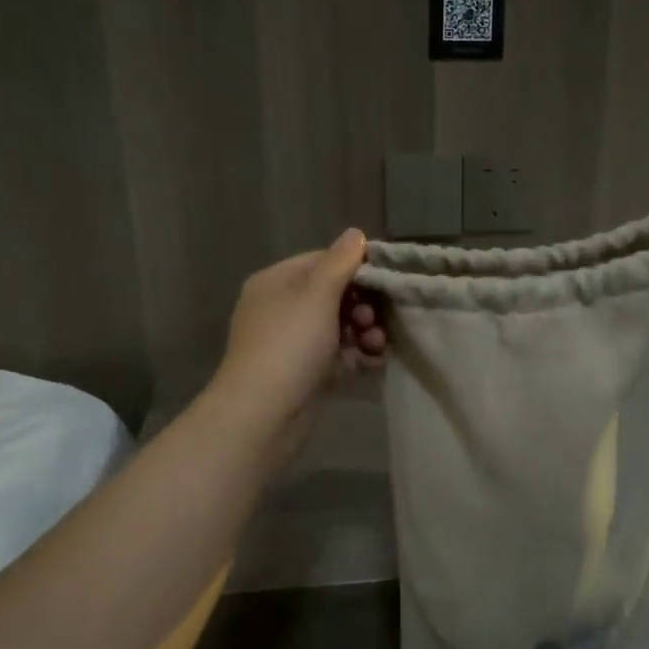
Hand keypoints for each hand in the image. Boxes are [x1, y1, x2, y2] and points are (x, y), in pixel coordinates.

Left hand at [205, 230, 388, 456]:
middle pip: (334, 294)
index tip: (385, 281)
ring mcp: (293, 342)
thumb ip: (340, 262)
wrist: (263, 414)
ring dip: (365, 332)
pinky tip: (374, 364)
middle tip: (375, 321)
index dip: (356, 268)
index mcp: (277, 282)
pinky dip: (357, 356)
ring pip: (339, 326)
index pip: (323, 261)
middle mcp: (282, 308)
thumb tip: (355, 233)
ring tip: (377, 346)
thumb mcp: (316, 295)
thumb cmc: (289, 345)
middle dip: (363, 306)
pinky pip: (338, 354)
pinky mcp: (306, 372)